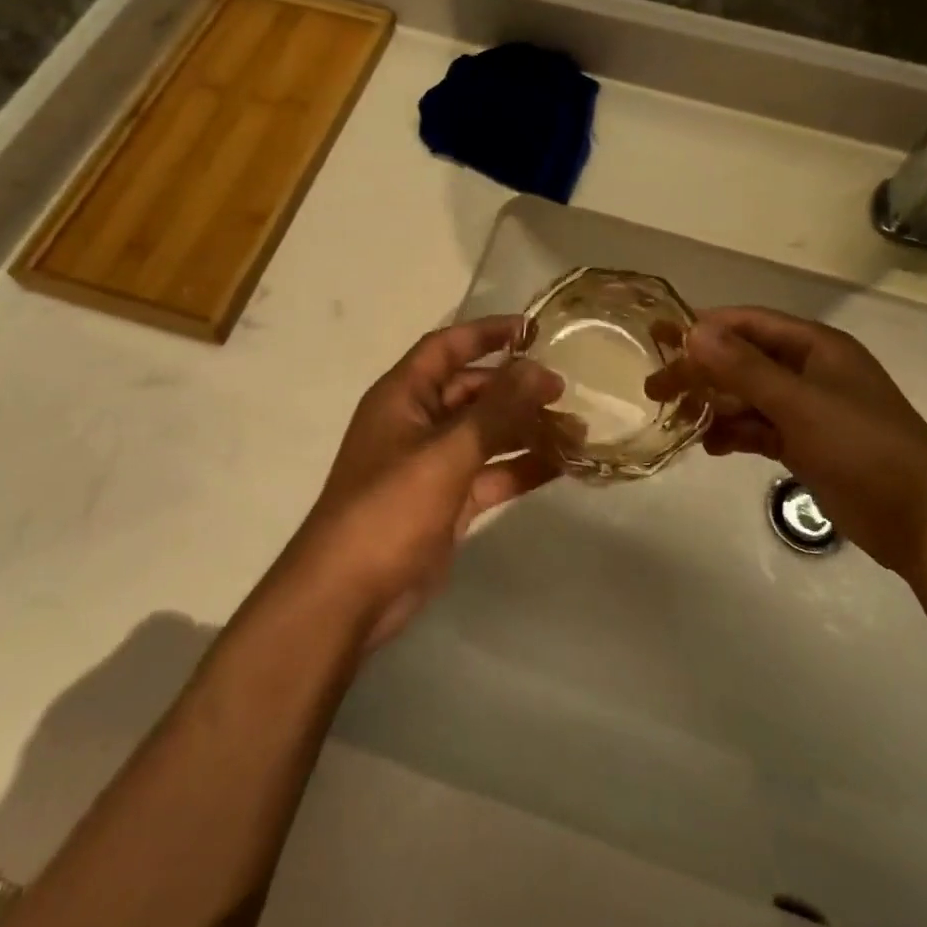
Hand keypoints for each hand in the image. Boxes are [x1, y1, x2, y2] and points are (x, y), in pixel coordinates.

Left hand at [280, 317, 563, 648]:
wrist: (349, 596)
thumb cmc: (389, 508)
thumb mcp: (446, 452)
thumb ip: (496, 411)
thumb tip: (538, 369)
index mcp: (403, 397)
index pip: (446, 348)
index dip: (486, 333)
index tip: (533, 330)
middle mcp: (417, 423)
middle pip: (472, 391)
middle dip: (516, 389)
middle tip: (564, 391)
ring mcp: (432, 465)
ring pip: (486, 435)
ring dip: (526, 430)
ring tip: (577, 432)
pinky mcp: (448, 503)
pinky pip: (491, 474)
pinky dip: (521, 468)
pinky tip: (561, 465)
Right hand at [648, 307, 926, 575]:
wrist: (922, 520)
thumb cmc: (863, 448)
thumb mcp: (799, 404)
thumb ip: (744, 369)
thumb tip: (694, 331)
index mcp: (815, 347)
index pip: (748, 324)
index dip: (704, 328)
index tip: (660, 338)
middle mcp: (809, 371)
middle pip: (742, 360)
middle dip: (701, 371)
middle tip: (655, 388)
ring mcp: (808, 409)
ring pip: (748, 396)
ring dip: (714, 405)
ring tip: (676, 419)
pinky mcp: (807, 444)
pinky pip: (760, 429)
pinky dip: (735, 433)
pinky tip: (711, 446)